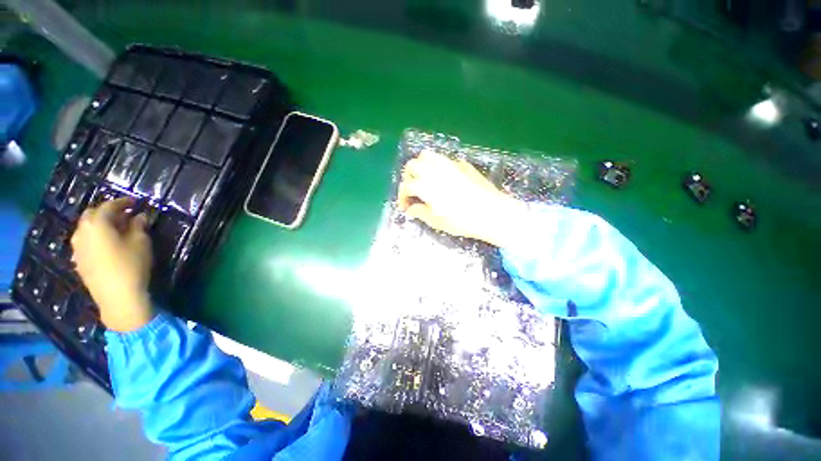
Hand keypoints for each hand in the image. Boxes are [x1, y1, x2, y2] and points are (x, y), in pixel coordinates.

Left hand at [71, 198, 153, 331]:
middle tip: (124, 215)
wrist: (118, 297)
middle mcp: (82, 232)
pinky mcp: (79, 261)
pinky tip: (106, 245)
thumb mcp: (142, 243)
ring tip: (116, 230)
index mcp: (97, 224)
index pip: (108, 206)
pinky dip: (95, 238)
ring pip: (86, 229)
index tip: (134, 202)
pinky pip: (85, 242)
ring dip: (100, 226)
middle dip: (107, 212)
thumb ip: (139, 226)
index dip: (122, 202)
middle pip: (92, 215)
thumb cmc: (132, 265)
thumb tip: (139, 216)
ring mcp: (77, 248)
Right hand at [398, 150, 525, 246]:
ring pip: (427, 156)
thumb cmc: (462, 220)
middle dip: (408, 177)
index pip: (406, 186)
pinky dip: (438, 167)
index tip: (405, 206)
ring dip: (421, 166)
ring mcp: (449, 165)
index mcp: (426, 185)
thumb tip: (411, 209)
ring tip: (424, 179)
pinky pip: (444, 160)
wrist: (491, 212)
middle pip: (412, 165)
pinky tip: (444, 180)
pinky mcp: (462, 165)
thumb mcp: (437, 221)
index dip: (402, 197)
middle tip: (413, 190)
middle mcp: (434, 170)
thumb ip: (420, 213)